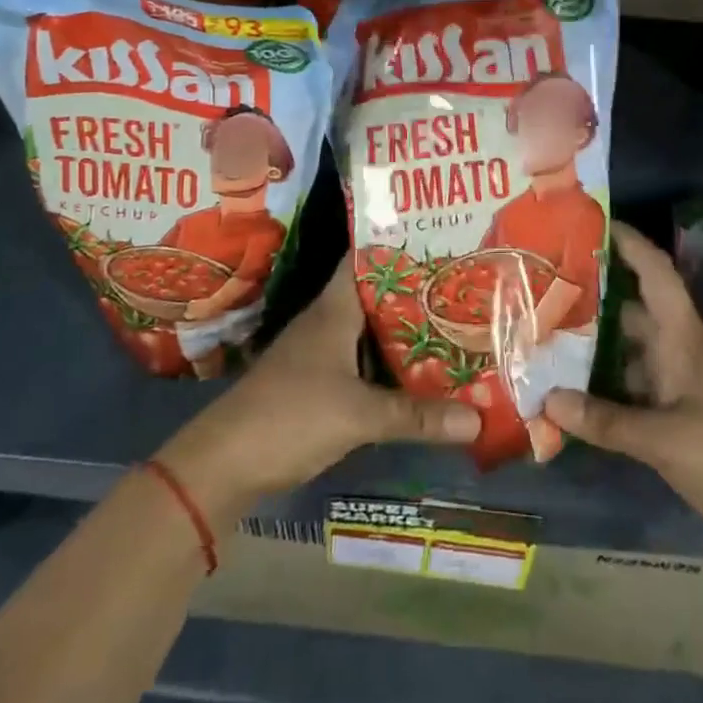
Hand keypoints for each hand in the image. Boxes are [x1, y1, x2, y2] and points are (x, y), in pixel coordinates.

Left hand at [154, 260, 480, 524]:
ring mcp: (322, 352)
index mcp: (334, 309)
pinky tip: (422, 371)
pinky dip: (392, 363)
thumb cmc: (290, 416)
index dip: (400, 245)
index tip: (441, 238)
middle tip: (462, 283)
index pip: (366, 259)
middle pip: (378, 295)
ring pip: (373, 330)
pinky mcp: (320, 383)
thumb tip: (478, 420)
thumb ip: (416, 416)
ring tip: (454, 321)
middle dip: (417, 290)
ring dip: (406, 329)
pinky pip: (365, 361)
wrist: (224, 464)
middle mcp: (329, 321)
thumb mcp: (358, 415)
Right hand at [543, 222, 702, 592]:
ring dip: (591, 345)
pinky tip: (567, 394)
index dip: (629, 244)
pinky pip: (630, 391)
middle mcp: (678, 353)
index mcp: (683, 338)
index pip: (656, 274)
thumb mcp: (666, 439)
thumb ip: (605, 420)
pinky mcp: (676, 422)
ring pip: (627, 352)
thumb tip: (545, 398)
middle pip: (632, 310)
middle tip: (543, 283)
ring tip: (542, 333)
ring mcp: (678, 388)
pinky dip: (601, 389)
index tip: (592, 221)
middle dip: (592, 295)